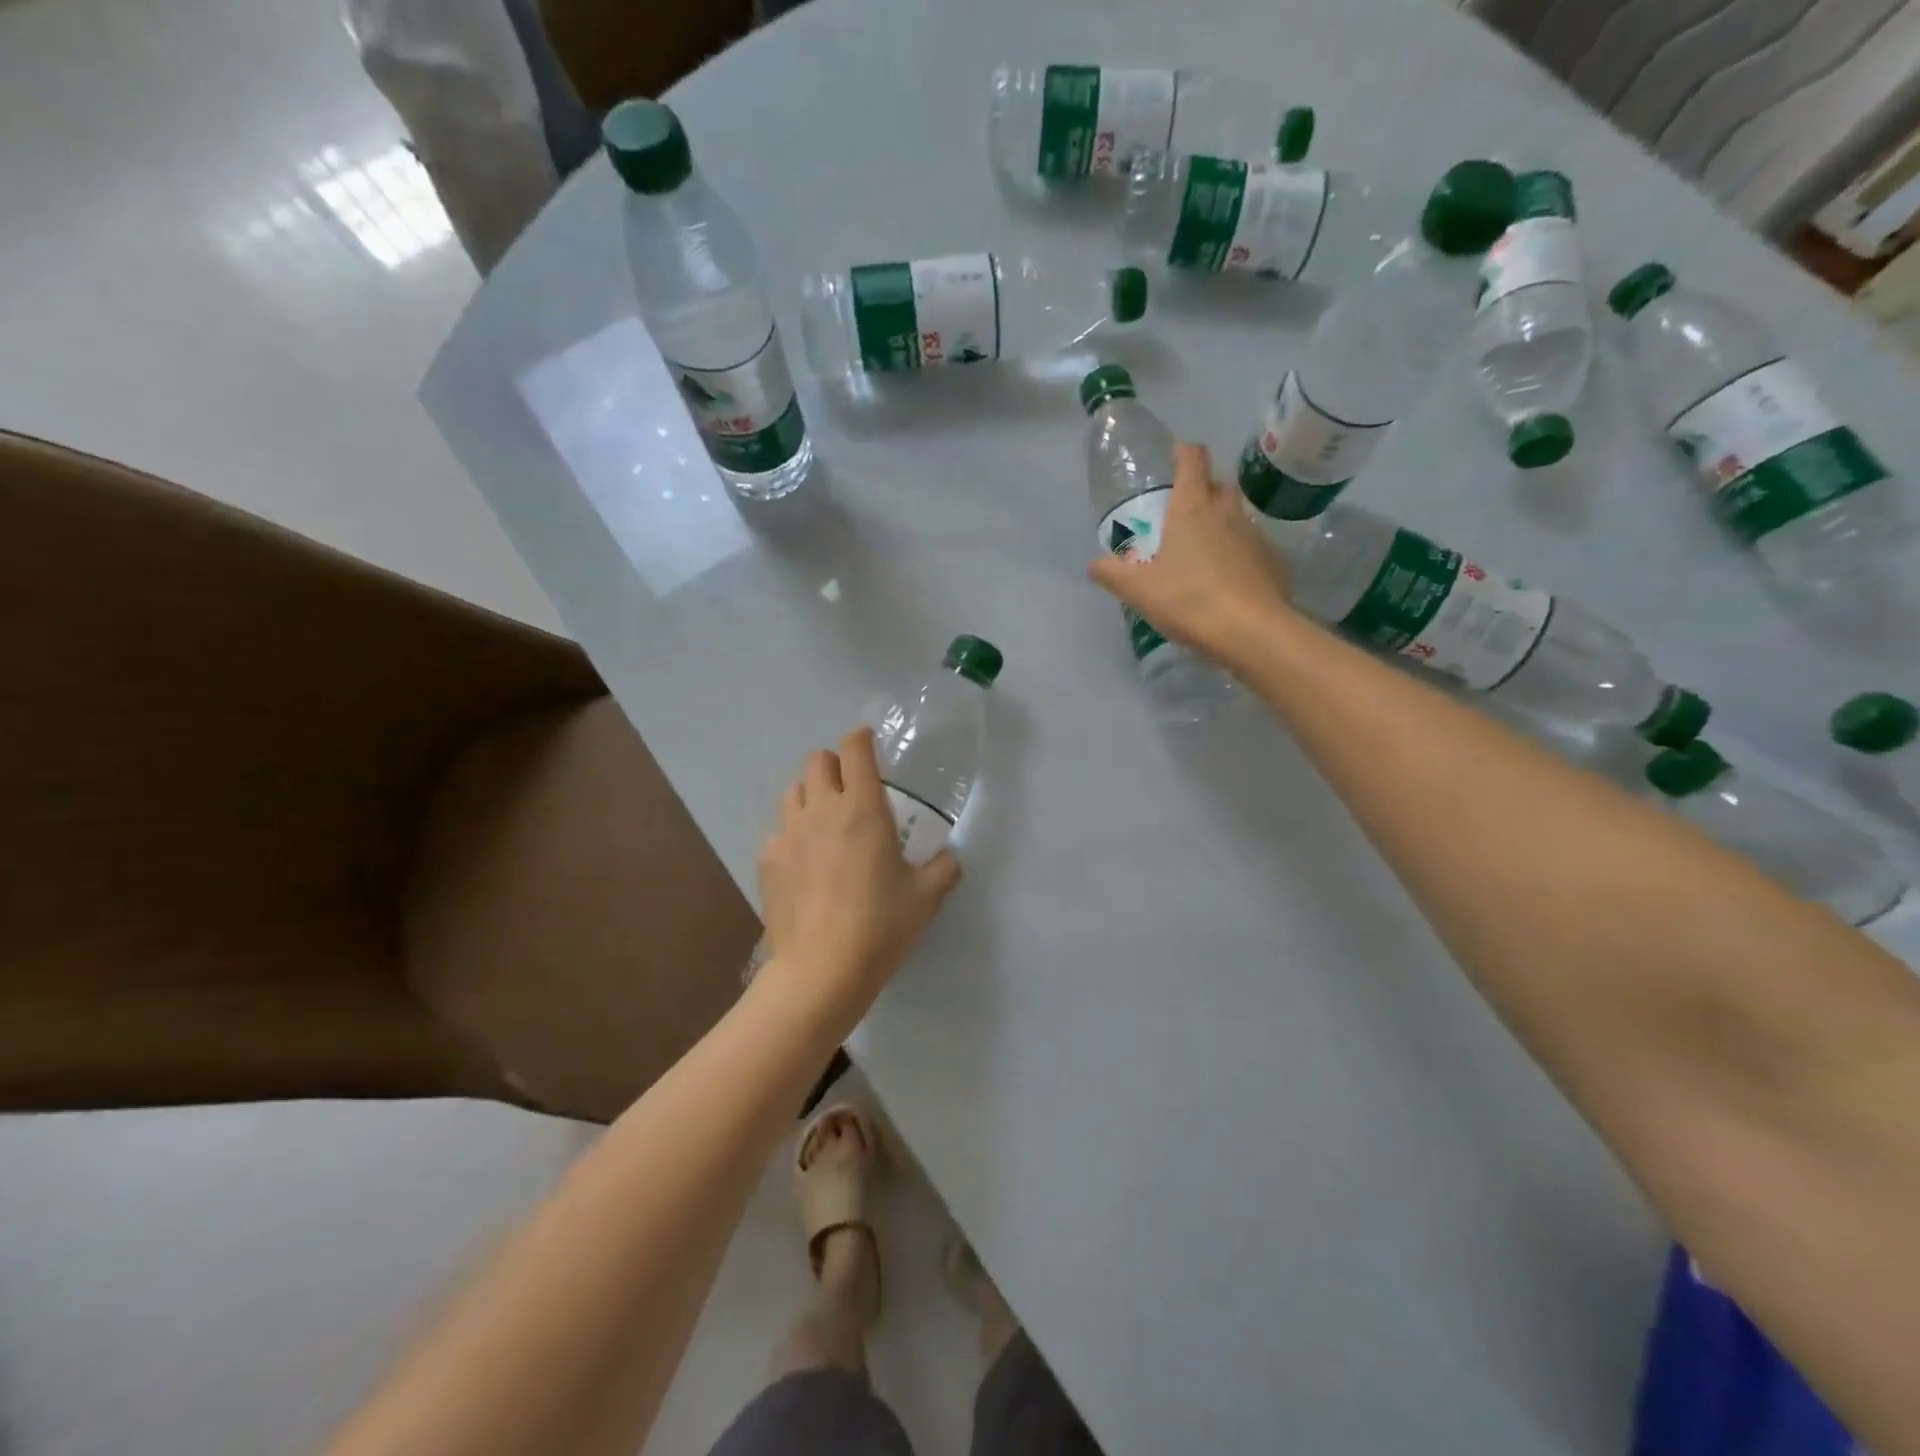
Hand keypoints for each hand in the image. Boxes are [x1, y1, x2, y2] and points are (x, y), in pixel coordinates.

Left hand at [757, 727, 961, 1019]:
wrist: (822, 969)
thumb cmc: (880, 925)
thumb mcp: (926, 897)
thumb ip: (943, 867)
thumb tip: (949, 857)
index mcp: (861, 808)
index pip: (855, 750)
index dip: (862, 739)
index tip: (870, 744)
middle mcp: (820, 810)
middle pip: (817, 761)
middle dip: (834, 765)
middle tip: (851, 789)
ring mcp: (788, 834)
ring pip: (793, 791)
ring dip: (811, 795)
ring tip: (826, 822)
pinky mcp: (768, 860)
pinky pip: (779, 831)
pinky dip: (794, 835)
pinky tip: (807, 864)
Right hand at [1088, 441, 1292, 670]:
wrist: (1250, 631)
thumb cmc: (1188, 599)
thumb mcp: (1137, 590)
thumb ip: (1112, 573)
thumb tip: (1094, 564)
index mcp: (1192, 508)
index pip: (1192, 460)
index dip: (1183, 452)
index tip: (1175, 454)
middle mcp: (1227, 512)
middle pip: (1219, 483)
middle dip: (1204, 487)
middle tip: (1185, 508)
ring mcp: (1255, 535)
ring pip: (1237, 515)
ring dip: (1222, 522)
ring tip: (1203, 548)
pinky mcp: (1272, 561)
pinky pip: (1252, 546)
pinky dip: (1238, 553)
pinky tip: (1227, 578)